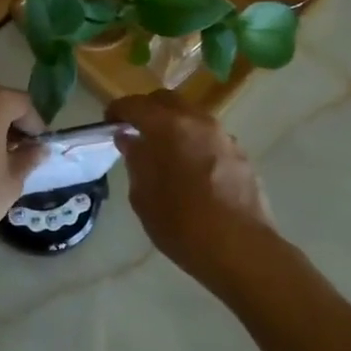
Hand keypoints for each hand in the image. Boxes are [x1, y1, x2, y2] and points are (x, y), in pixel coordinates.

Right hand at [106, 90, 280, 285]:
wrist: (241, 249)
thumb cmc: (182, 225)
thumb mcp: (144, 196)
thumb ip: (136, 161)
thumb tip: (130, 140)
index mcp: (169, 127)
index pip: (136, 105)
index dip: (118, 110)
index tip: (109, 121)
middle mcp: (198, 122)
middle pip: (167, 101)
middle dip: (148, 110)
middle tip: (135, 130)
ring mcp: (224, 137)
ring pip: (192, 117)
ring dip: (174, 125)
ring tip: (163, 151)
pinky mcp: (241, 155)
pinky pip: (210, 138)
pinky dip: (194, 143)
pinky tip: (190, 169)